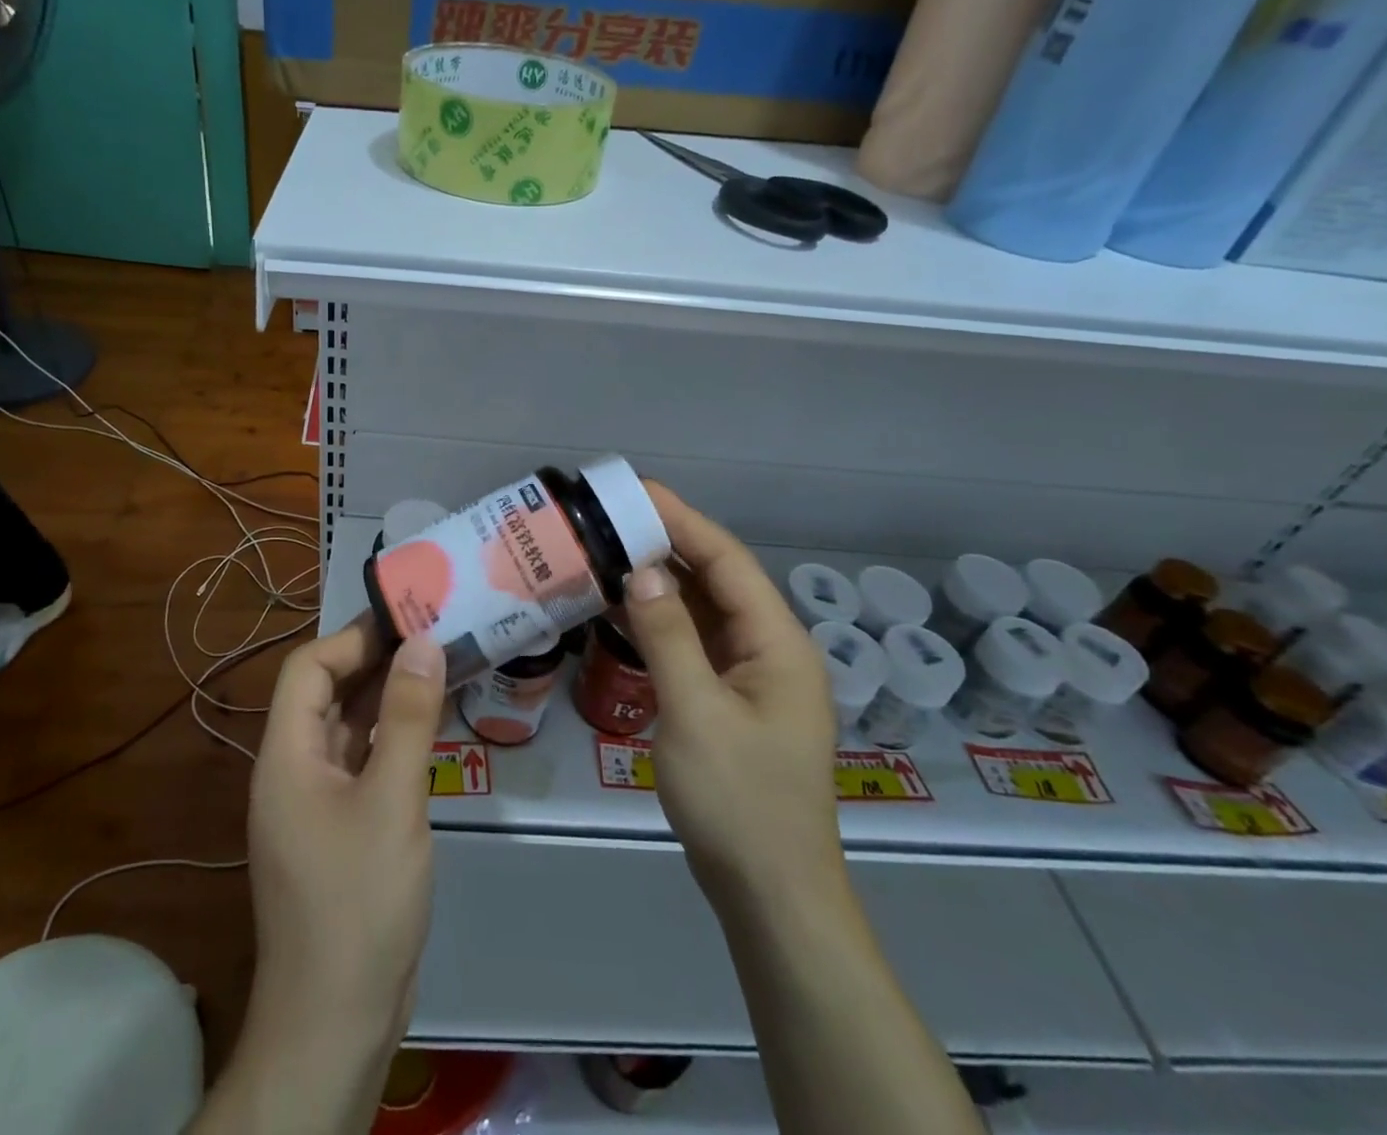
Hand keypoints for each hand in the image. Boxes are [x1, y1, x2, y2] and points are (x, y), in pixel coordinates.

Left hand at [236, 617, 445, 1102]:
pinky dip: (391, 737)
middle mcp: (293, 770)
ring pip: (347, 727)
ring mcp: (315, 802)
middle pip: (326, 693)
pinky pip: (362, 762)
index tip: (405, 623)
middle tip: (432, 636)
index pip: (307, 669)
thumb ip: (409, 717)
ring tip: (439, 666)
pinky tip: (429, 726)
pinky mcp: (339, 828)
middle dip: (375, 661)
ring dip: (387, 697)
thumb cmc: (359, 901)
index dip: (352, 639)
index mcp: (287, 756)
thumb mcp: (392, 800)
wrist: (337, 1020)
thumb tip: (423, 642)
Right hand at [623, 483, 843, 907]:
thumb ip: (668, 634)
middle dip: (667, 544)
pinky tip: (622, 609)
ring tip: (609, 552)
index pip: (726, 561)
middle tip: (611, 518)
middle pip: (717, 579)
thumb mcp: (695, 712)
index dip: (682, 520)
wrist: (771, 894)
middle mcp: (770, 648)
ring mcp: (752, 676)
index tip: (635, 491)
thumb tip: (640, 571)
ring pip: (704, 610)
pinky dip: (661, 621)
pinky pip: (695, 643)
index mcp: (777, 642)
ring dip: (661, 582)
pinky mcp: (731, 699)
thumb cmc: (738, 801)